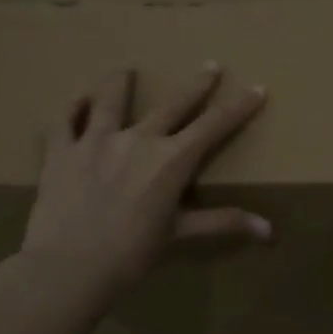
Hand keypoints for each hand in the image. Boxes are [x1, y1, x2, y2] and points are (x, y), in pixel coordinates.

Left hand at [18, 64, 270, 305]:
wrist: (69, 267)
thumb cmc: (131, 254)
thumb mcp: (180, 234)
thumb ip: (223, 223)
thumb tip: (271, 231)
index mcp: (171, 160)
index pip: (214, 125)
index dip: (238, 106)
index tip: (257, 88)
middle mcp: (138, 139)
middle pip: (173, 104)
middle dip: (196, 85)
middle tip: (210, 66)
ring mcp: (96, 140)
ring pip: (111, 100)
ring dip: (120, 82)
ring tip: (125, 69)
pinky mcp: (61, 151)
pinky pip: (64, 120)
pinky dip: (71, 107)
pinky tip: (77, 98)